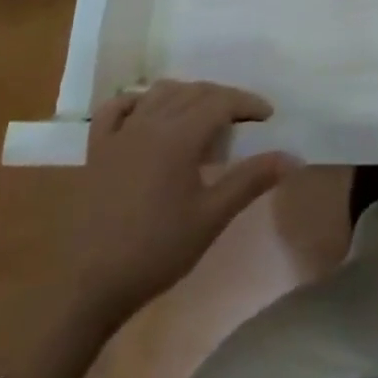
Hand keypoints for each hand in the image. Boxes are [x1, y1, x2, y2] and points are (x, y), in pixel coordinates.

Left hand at [71, 80, 297, 308]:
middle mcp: (151, 121)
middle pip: (194, 91)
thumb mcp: (210, 218)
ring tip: (202, 115)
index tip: (267, 116)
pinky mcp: (97, 149)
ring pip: (160, 93)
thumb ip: (250, 181)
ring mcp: (120, 133)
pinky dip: (138, 101)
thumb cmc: (154, 252)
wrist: (86, 286)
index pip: (221, 101)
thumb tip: (292, 157)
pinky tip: (147, 113)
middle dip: (222, 98)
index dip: (247, 103)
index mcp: (179, 135)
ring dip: (186, 94)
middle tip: (242, 119)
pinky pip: (117, 108)